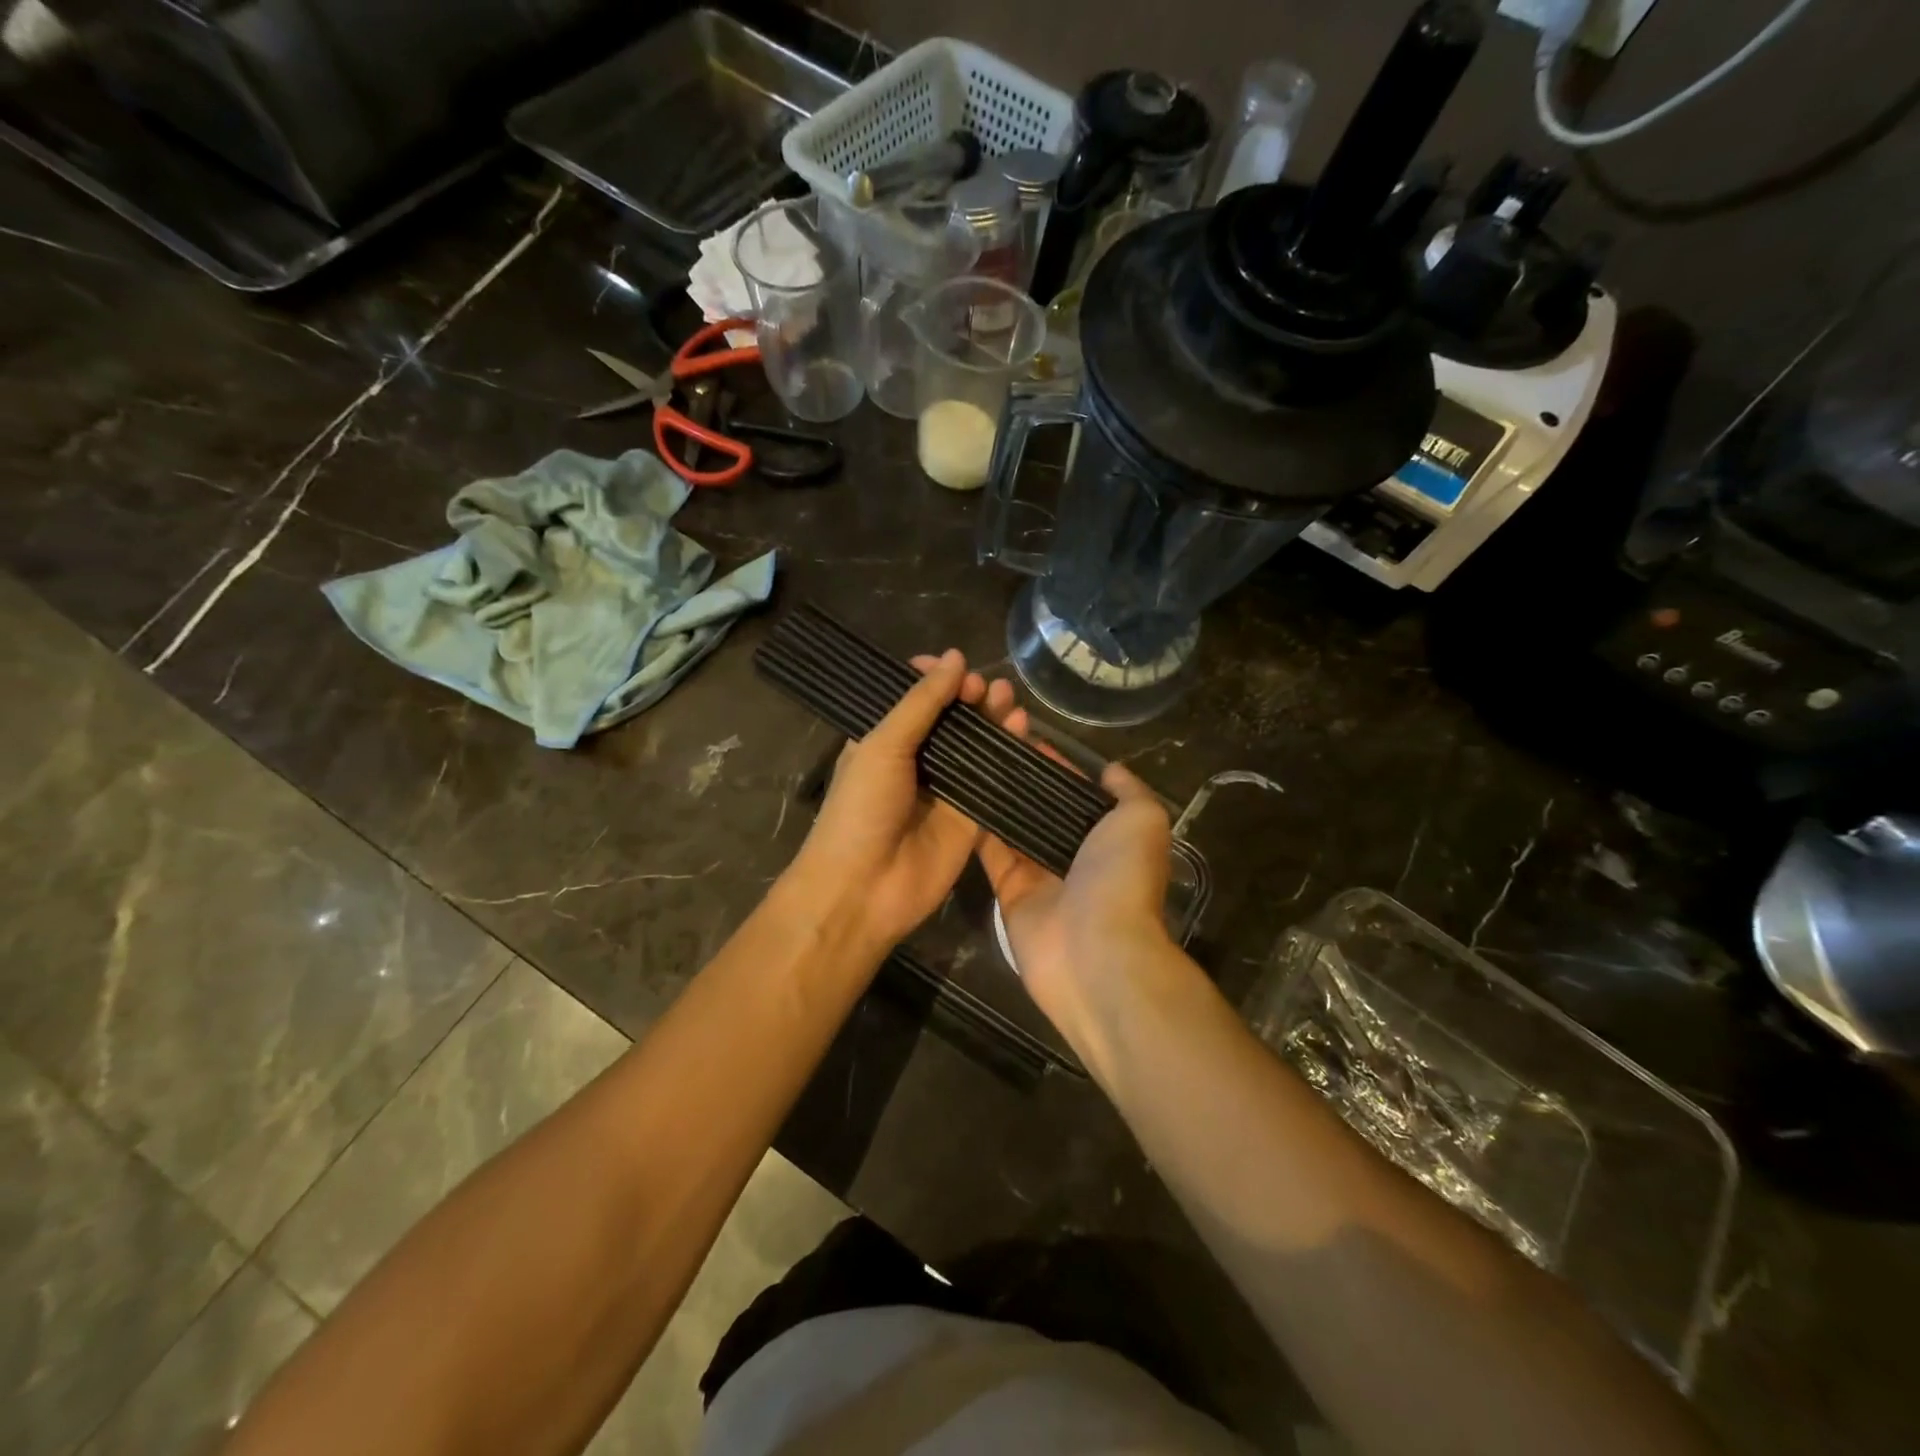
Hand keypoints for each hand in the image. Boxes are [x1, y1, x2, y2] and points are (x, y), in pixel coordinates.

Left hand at [786, 649, 1013, 954]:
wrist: (863, 889)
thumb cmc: (860, 809)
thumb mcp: (882, 745)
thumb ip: (921, 703)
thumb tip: (955, 658)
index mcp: (884, 740)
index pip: (914, 698)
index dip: (934, 678)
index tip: (954, 664)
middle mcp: (917, 761)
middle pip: (952, 719)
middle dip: (969, 696)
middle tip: (985, 687)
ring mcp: (947, 790)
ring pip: (978, 746)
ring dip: (994, 719)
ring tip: (1008, 699)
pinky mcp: (973, 818)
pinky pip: (996, 780)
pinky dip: (1011, 754)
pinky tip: (1022, 731)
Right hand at [974, 702, 1175, 1049]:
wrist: (1095, 952)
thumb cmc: (1122, 878)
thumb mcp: (1144, 820)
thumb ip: (1129, 791)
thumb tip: (1111, 769)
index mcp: (1107, 837)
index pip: (1076, 792)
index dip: (1055, 765)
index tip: (1026, 735)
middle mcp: (1074, 854)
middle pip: (1042, 809)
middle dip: (1021, 780)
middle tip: (990, 745)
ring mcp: (1040, 875)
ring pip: (1014, 828)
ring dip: (996, 799)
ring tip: (970, 760)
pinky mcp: (1009, 893)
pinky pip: (991, 855)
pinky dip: (978, 829)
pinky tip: (959, 794)